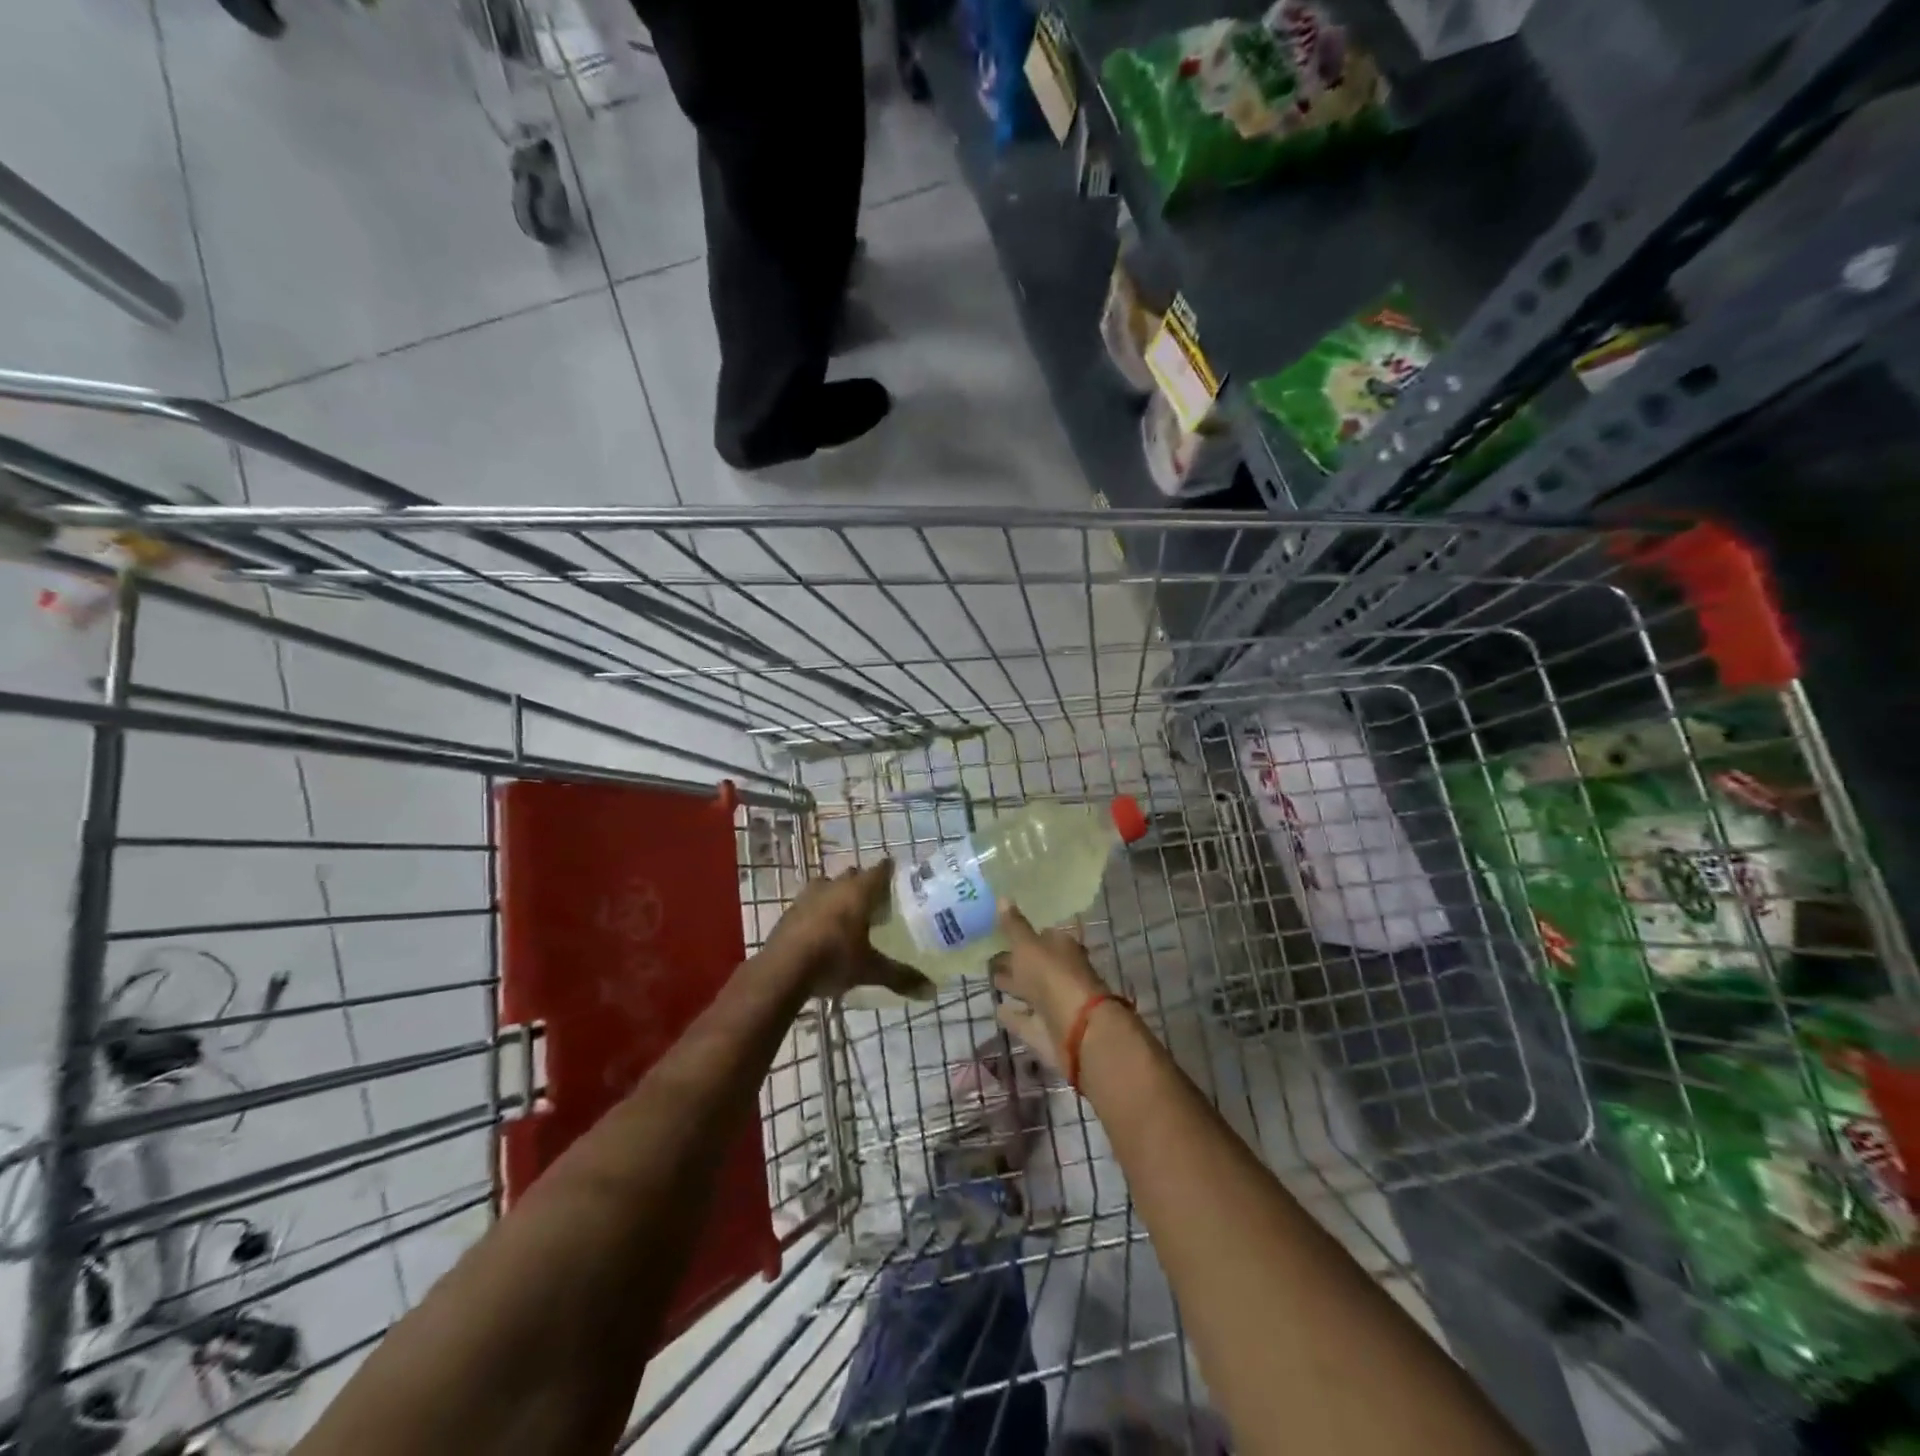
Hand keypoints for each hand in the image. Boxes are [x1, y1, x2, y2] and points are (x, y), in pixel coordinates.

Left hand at [761, 862, 932, 1000]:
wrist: (782, 970)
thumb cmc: (833, 959)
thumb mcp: (870, 970)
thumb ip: (900, 976)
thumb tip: (931, 990)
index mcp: (858, 892)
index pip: (879, 871)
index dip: (888, 870)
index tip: (896, 873)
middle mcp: (834, 886)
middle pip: (852, 875)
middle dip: (862, 883)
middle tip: (874, 900)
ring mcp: (808, 896)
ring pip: (828, 885)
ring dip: (837, 893)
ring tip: (846, 912)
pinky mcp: (790, 911)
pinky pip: (809, 902)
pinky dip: (818, 909)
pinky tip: (821, 928)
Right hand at [989, 904, 1107, 1074]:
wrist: (1078, 1031)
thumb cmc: (1053, 977)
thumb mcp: (1028, 946)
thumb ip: (1014, 926)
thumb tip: (1002, 897)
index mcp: (1062, 948)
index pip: (1042, 936)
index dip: (1022, 934)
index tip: (999, 932)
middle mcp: (1061, 973)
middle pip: (1035, 965)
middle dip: (1014, 961)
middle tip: (987, 956)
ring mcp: (1055, 1004)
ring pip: (1030, 992)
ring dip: (1013, 987)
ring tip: (989, 980)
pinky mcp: (1047, 1031)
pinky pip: (1026, 1019)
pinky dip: (1013, 1015)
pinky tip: (996, 1010)